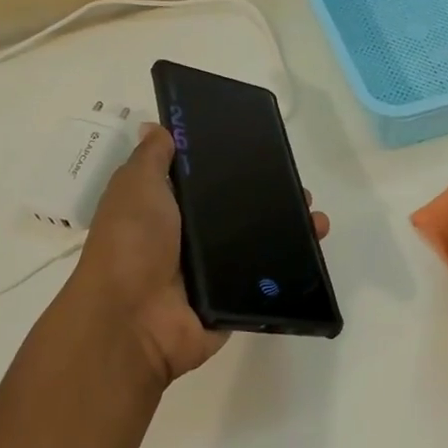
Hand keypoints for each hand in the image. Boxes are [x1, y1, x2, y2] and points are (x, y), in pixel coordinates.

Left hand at [71, 125, 330, 389]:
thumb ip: (151, 158)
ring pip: (260, 243)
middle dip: (272, 196)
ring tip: (316, 218)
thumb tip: (158, 127)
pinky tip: (316, 246)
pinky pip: (267, 279)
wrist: (133, 321)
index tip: (263, 149)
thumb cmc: (132, 244)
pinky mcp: (234, 299)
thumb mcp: (135, 187)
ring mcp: (214, 271)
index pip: (207, 181)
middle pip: (240, 211)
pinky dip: (293, 265)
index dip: (233, 165)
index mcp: (167, 210)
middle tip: (299, 187)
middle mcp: (191, 238)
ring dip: (291, 229)